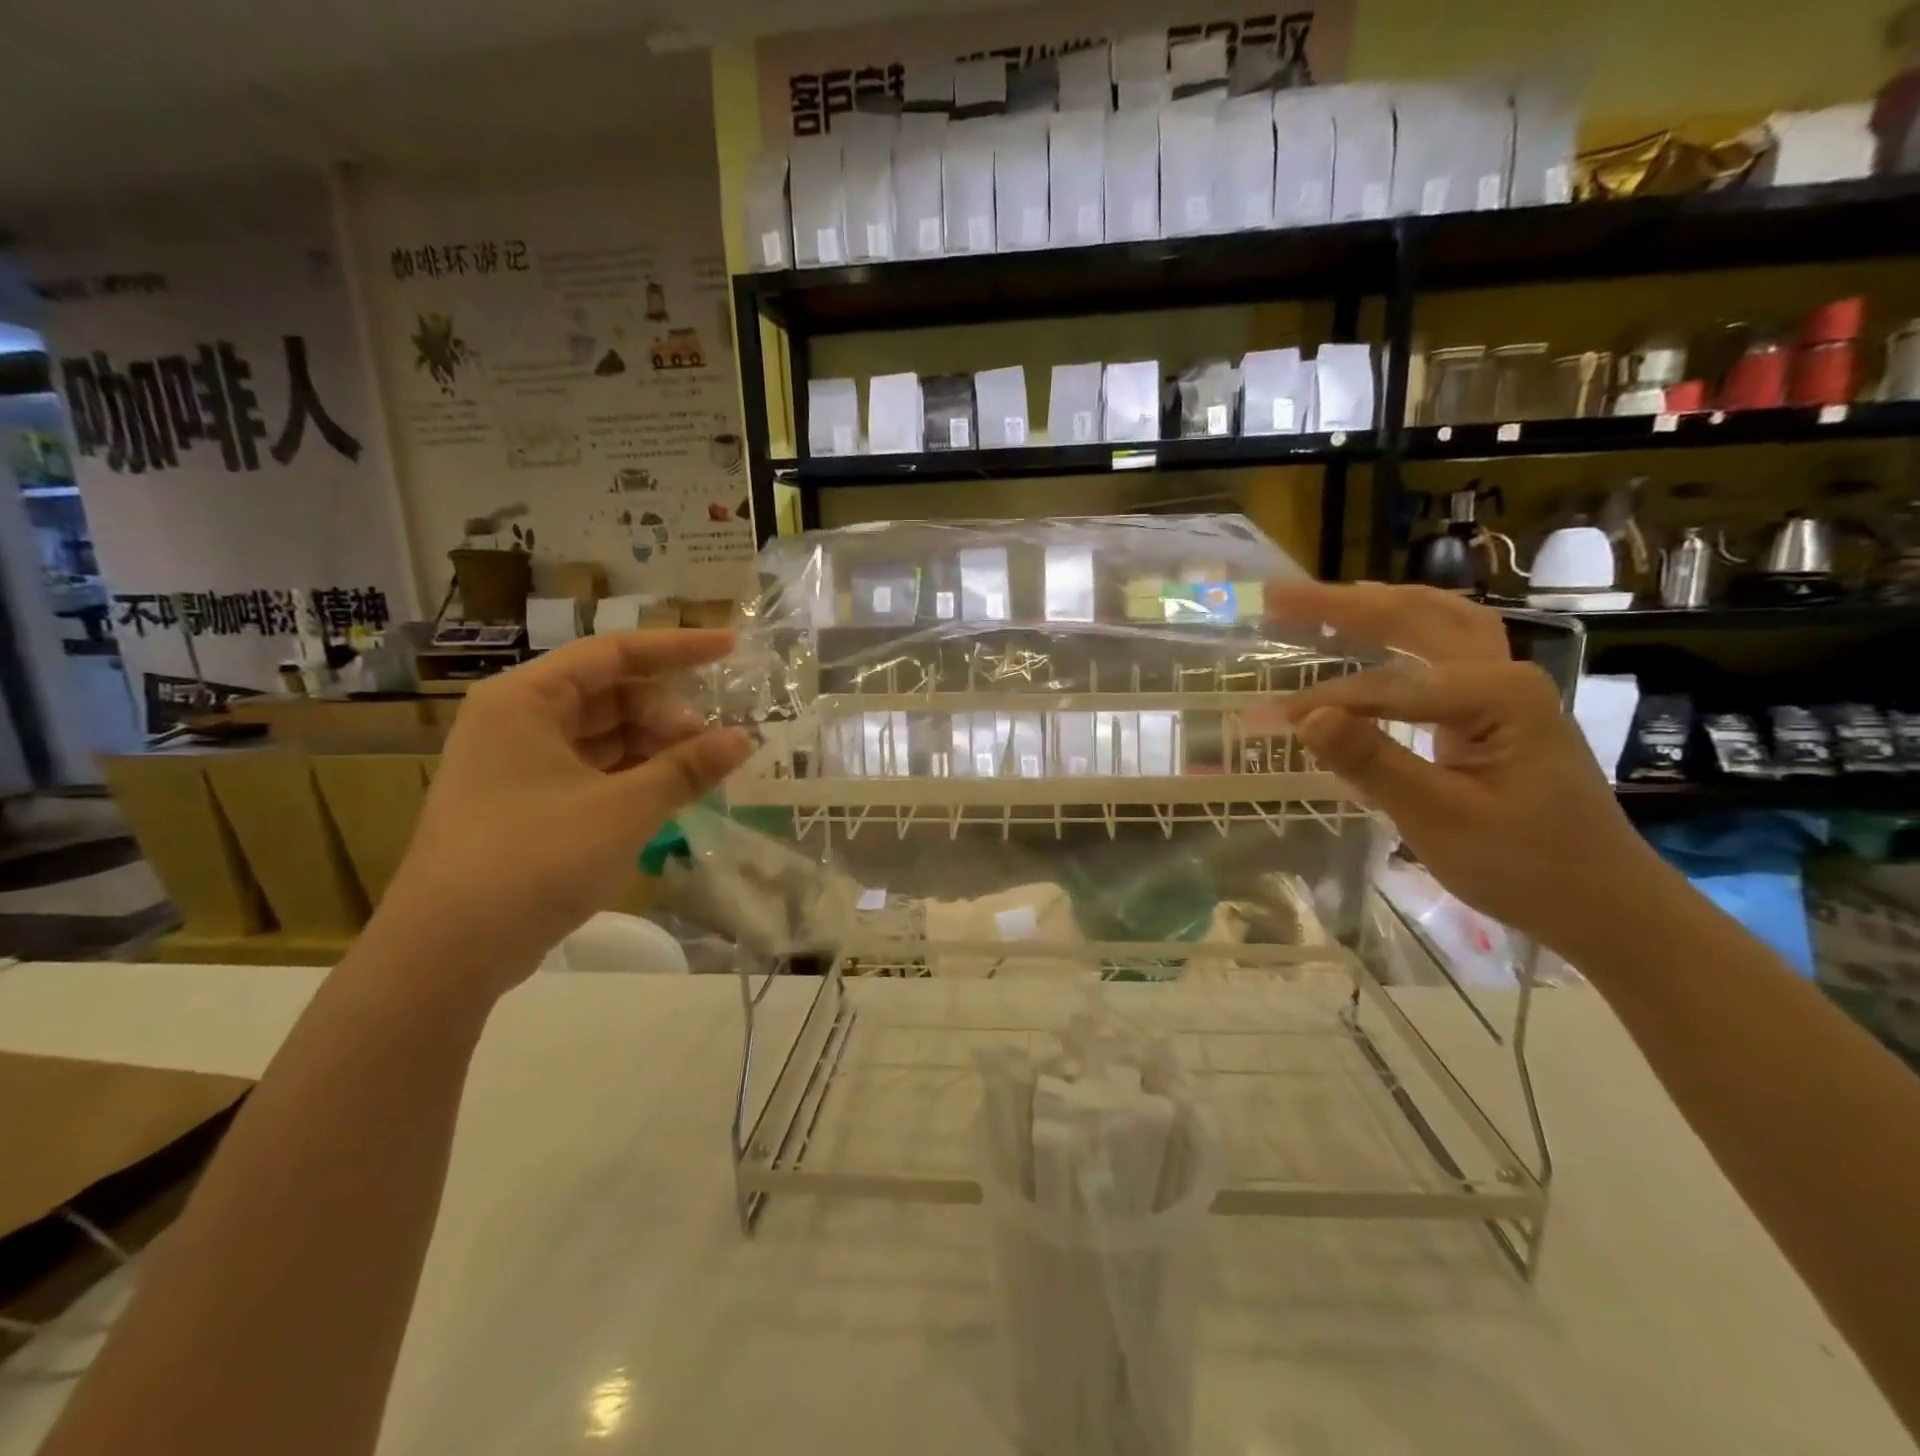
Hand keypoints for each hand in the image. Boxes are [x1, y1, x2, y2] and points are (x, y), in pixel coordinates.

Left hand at [378, 629, 751, 992]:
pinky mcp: (530, 805)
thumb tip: (743, 739)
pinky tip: (674, 790)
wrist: (450, 951)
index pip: (614, 654)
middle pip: (610, 695)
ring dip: (656, 746)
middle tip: (716, 740)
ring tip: (705, 767)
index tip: (730, 647)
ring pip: (605, 736)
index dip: (677, 648)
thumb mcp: (624, 809)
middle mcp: (519, 721)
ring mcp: (521, 765)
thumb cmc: (534, 858)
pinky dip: (636, 776)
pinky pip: (595, 771)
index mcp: (526, 699)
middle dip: (668, 712)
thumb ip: (687, 768)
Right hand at [1268, 583, 1665, 956]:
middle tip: (1280, 596)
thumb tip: (1306, 717)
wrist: (1605, 902)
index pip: (1388, 687)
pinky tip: (1373, 632)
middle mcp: (1504, 673)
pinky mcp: (1495, 708)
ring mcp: (1504, 688)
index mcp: (1497, 694)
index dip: (1325, 701)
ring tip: (1319, 600)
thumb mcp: (1440, 819)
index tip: (1268, 719)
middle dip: (1343, 605)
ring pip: (1435, 623)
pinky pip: (1441, 652)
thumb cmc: (1526, 865)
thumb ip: (1372, 762)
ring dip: (1375, 607)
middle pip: (1416, 618)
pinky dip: (1400, 633)